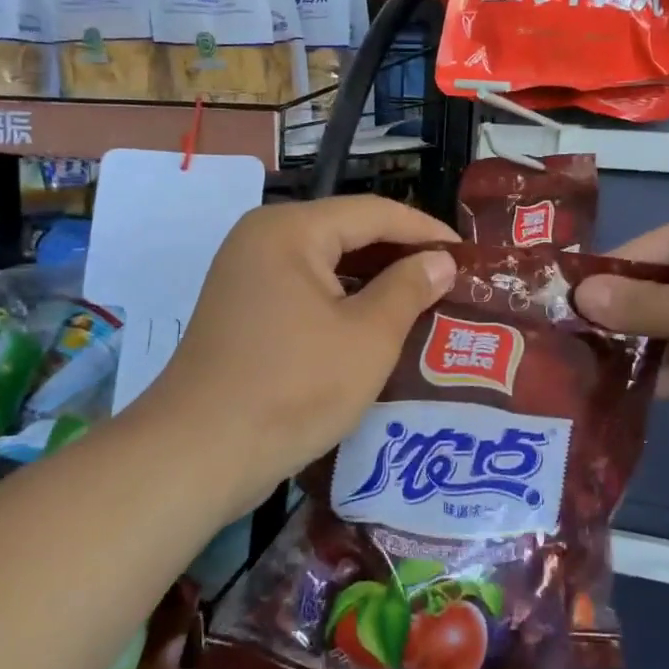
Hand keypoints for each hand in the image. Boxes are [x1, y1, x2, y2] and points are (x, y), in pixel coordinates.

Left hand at [136, 196, 458, 518]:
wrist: (199, 455)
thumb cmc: (293, 387)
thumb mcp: (368, 337)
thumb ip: (409, 289)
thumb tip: (441, 260)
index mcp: (291, 230)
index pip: (374, 213)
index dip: (425, 231)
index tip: (469, 256)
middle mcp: (263, 239)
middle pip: (347, 233)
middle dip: (401, 256)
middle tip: (451, 280)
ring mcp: (247, 275)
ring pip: (327, 264)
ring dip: (375, 281)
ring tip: (425, 302)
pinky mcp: (243, 310)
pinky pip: (306, 290)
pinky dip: (344, 302)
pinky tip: (378, 325)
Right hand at [574, 213, 668, 478]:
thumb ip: (645, 303)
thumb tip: (580, 296)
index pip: (667, 243)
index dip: (619, 265)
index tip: (571, 290)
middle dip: (624, 308)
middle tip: (569, 330)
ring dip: (640, 345)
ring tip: (584, 360)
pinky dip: (664, 374)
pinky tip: (620, 389)